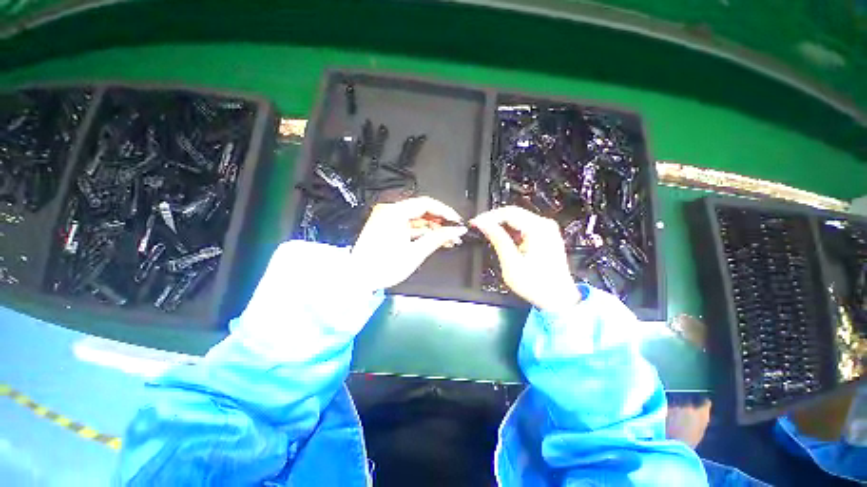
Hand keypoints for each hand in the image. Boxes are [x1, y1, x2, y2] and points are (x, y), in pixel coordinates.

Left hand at [351, 197, 466, 290]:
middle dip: (440, 222)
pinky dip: (421, 233)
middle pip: (422, 211)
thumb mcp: (415, 253)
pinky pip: (409, 226)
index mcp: (394, 212)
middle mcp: (390, 211)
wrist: (358, 279)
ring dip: (432, 228)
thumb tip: (456, 230)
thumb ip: (437, 238)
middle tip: (455, 232)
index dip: (445, 212)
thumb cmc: (382, 267)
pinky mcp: (387, 227)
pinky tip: (434, 240)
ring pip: (416, 219)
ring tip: (448, 239)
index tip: (457, 221)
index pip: (426, 203)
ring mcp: (387, 219)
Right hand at [471, 206, 579, 310]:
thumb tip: (484, 225)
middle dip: (493, 220)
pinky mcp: (545, 236)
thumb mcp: (512, 263)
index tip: (475, 223)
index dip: (488, 217)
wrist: (557, 298)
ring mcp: (546, 230)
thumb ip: (498, 240)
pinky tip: (502, 239)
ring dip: (501, 225)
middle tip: (479, 227)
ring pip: (517, 219)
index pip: (507, 213)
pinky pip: (523, 227)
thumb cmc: (536, 284)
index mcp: (538, 229)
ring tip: (488, 234)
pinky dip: (510, 231)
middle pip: (513, 213)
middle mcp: (545, 225)